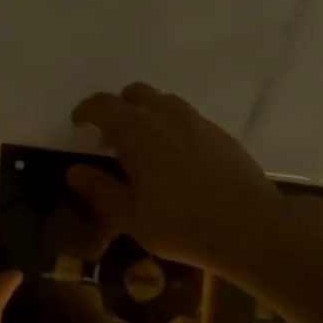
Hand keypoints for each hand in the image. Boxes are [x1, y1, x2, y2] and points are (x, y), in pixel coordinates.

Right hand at [68, 84, 287, 270]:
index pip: (103, 106)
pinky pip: (188, 119)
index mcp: (137, 131)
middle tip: (109, 139)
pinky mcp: (221, 135)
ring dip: (147, 115)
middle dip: (118, 109)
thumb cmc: (180, 225)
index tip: (77, 125)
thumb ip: (100, 190)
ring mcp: (198, 122)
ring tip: (143, 148)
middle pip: (136, 94)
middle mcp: (167, 115)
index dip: (86, 112)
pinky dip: (172, 128)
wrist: (248, 227)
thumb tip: (74, 171)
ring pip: (165, 103)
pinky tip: (176, 160)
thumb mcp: (130, 215)